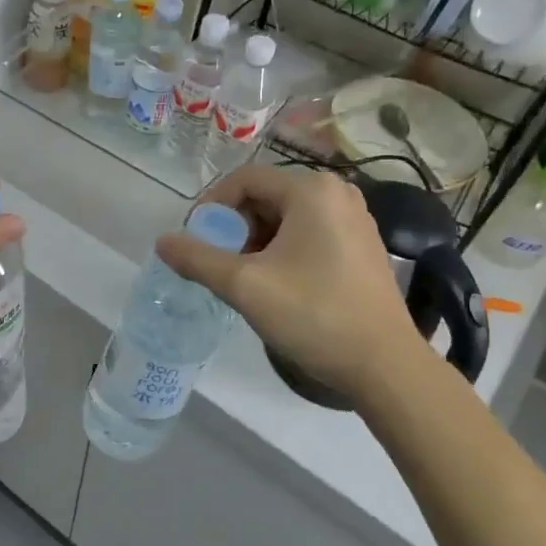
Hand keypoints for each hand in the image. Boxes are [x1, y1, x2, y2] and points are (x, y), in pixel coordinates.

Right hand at [156, 165, 424, 399]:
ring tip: (245, 278)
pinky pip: (309, 232)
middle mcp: (337, 192)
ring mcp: (354, 218)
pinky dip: (282, 250)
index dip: (211, 207)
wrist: (384, 365)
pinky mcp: (361, 245)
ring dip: (256, 241)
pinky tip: (277, 284)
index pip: (244, 180)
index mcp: (311, 190)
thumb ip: (198, 259)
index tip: (196, 242)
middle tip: (220, 264)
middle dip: (235, 227)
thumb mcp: (245, 286)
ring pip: (286, 217)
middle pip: (266, 196)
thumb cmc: (314, 315)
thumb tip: (162, 242)